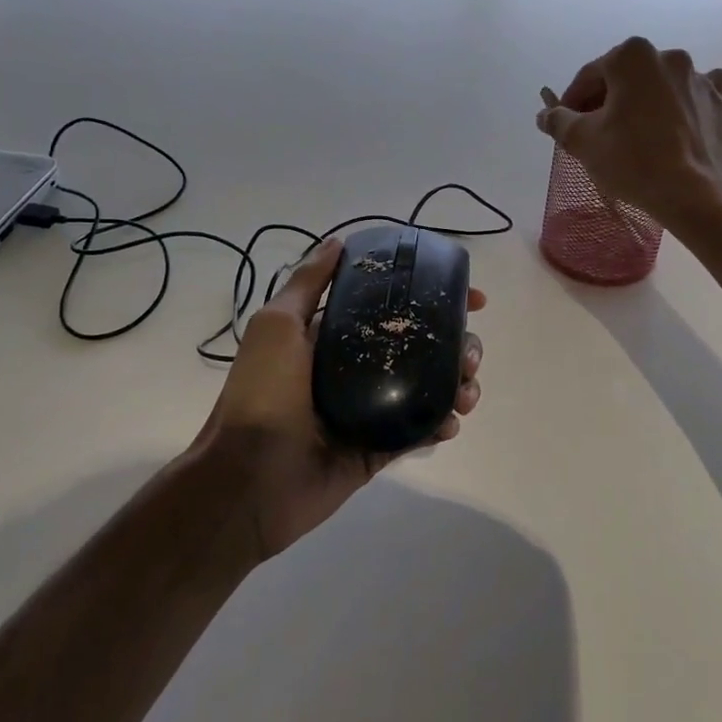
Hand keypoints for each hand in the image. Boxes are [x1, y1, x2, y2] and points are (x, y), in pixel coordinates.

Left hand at [187, 237, 485, 560]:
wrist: (250, 479)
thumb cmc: (263, 394)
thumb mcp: (277, 326)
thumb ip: (308, 284)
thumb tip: (339, 242)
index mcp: (337, 337)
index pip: (395, 307)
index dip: (435, 297)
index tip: (472, 298)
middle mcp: (359, 368)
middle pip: (423, 346)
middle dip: (458, 344)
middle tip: (470, 355)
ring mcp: (373, 410)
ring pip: (431, 387)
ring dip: (458, 384)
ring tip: (466, 393)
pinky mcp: (381, 448)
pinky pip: (421, 430)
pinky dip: (443, 423)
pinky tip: (450, 422)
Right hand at [535, 36, 721, 227]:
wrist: (691, 193)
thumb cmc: (631, 161)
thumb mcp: (582, 141)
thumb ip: (558, 121)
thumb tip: (545, 114)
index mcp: (631, 56)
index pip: (589, 76)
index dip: (573, 101)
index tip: (567, 124)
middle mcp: (668, 56)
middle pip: (626, 78)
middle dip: (609, 100)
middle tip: (598, 133)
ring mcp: (700, 77)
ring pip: (661, 85)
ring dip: (645, 101)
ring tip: (636, 134)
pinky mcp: (721, 101)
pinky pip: (696, 94)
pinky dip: (684, 104)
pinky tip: (677, 123)